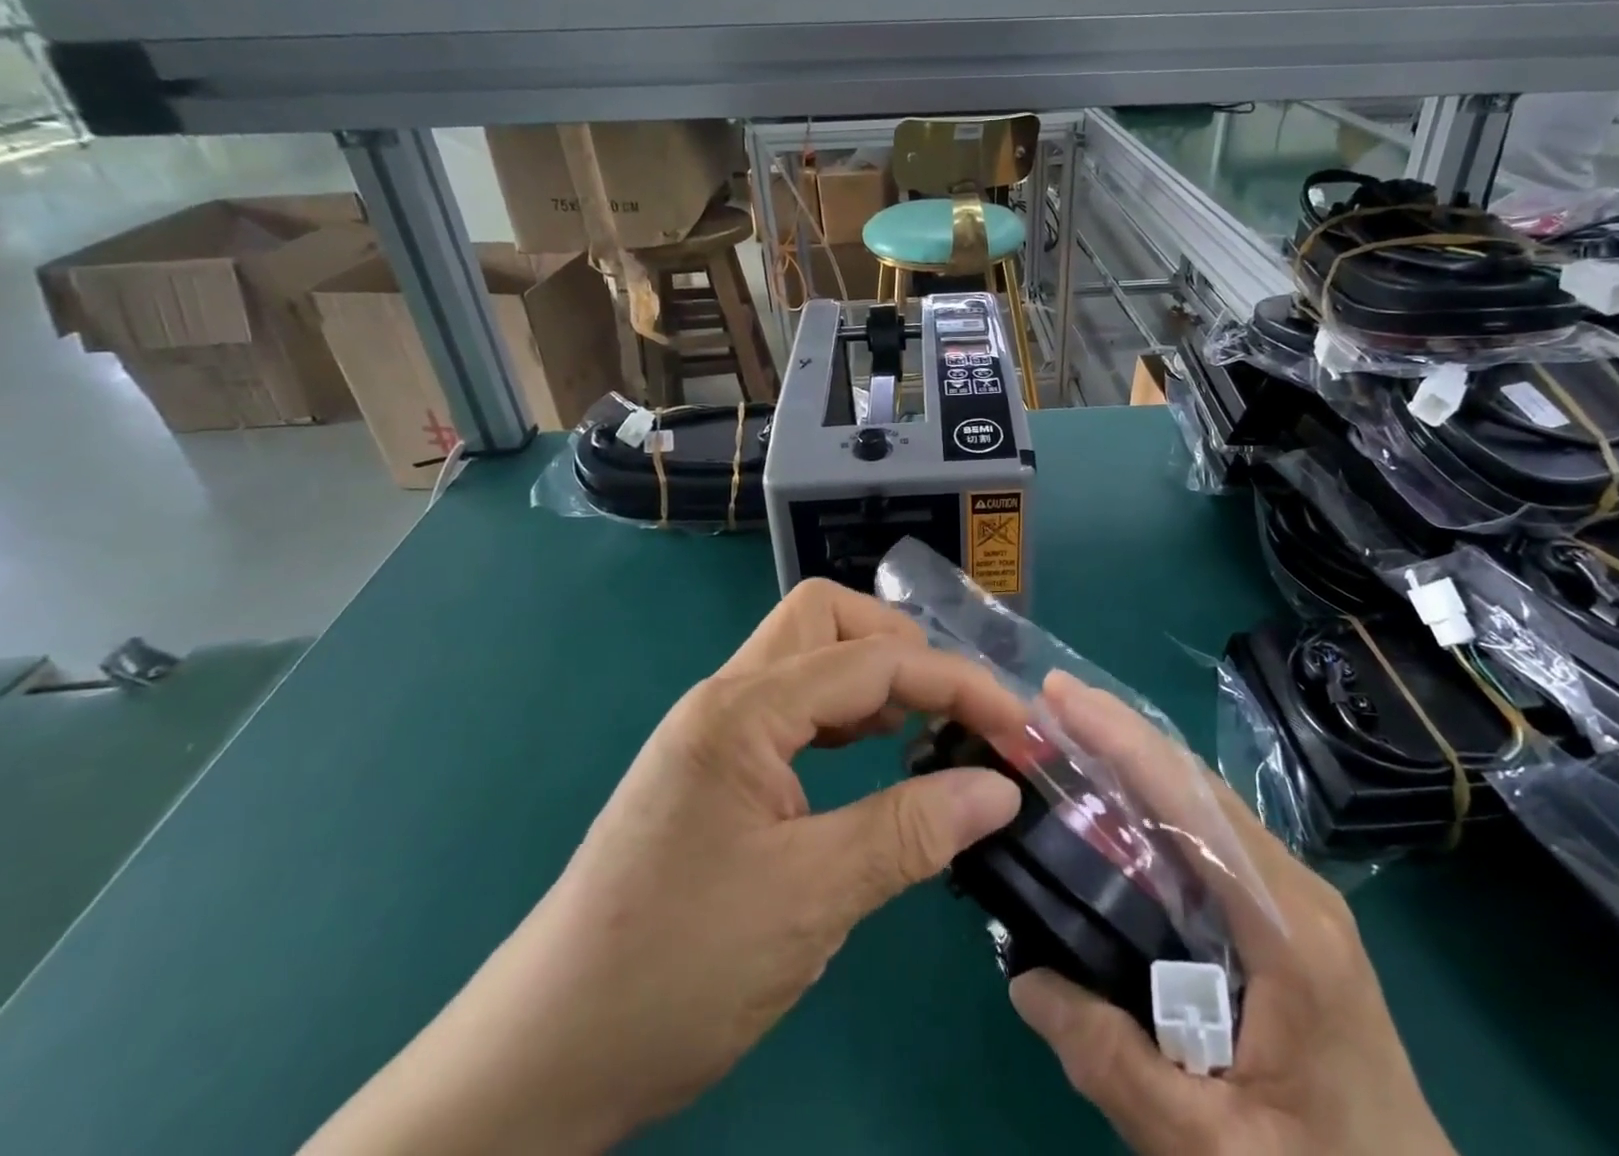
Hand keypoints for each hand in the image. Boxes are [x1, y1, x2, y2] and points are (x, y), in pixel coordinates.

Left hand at [304, 580, 1026, 1155]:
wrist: (540, 1059)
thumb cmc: (676, 969)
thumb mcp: (812, 898)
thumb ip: (912, 831)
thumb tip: (1000, 789)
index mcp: (744, 710)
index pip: (874, 660)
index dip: (957, 684)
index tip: (1018, 730)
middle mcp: (727, 697)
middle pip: (829, 619)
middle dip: (904, 646)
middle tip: (957, 708)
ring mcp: (714, 730)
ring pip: (808, 656)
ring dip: (874, 674)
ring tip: (926, 725)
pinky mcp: (713, 767)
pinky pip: (794, 706)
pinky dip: (845, 713)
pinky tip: (870, 754)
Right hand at [1009, 673, 1454, 1155]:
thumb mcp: (1208, 1150)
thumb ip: (1110, 1061)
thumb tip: (1024, 976)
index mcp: (1287, 928)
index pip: (1191, 804)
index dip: (1121, 740)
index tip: (1060, 695)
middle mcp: (1295, 889)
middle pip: (1197, 784)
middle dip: (1121, 732)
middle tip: (1052, 701)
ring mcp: (1296, 899)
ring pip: (1206, 803)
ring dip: (1138, 759)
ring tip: (1073, 733)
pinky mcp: (1287, 918)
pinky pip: (1212, 836)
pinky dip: (1157, 800)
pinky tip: (1118, 802)